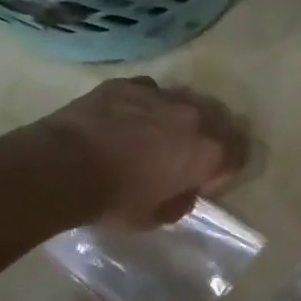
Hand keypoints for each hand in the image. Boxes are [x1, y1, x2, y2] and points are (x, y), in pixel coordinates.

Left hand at [26, 78, 247, 229]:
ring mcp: (160, 93)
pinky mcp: (128, 83)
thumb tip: (184, 190)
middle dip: (207, 140)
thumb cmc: (115, 200)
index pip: (238, 155)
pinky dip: (146, 106)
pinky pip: (150, 92)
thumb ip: (181, 201)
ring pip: (184, 102)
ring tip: (154, 137)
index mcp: (209, 150)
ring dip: (178, 120)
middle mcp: (193, 115)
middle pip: (217, 122)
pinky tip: (126, 122)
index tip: (200, 185)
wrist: (62, 167)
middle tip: (182, 159)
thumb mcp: (156, 217)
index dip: (222, 173)